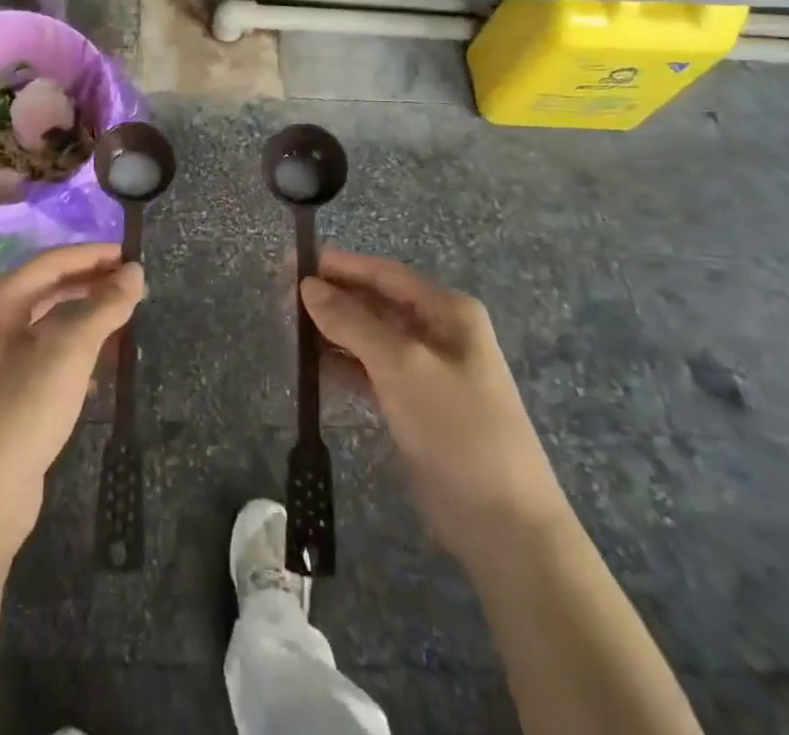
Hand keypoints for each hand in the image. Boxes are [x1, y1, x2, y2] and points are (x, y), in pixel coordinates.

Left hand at [0, 243, 144, 555]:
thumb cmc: (21, 411)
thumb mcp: (70, 352)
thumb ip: (105, 306)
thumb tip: (135, 271)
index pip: (52, 261)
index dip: (95, 255)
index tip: (135, 256)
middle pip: (49, 287)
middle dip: (93, 285)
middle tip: (136, 287)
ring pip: (49, 321)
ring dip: (88, 317)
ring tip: (128, 318)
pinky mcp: (3, 388)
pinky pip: (45, 351)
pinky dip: (75, 347)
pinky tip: (104, 360)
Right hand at [301, 248, 568, 562]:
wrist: (504, 525)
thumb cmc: (457, 428)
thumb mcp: (402, 366)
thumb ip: (352, 322)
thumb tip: (307, 285)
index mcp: (447, 311)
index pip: (384, 273)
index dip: (340, 266)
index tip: (294, 263)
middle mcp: (438, 332)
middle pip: (375, 303)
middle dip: (332, 299)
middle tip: (283, 300)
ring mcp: (427, 370)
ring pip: (370, 337)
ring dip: (334, 331)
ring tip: (290, 330)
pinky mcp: (415, 404)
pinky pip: (371, 370)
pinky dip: (344, 364)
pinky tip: (313, 367)